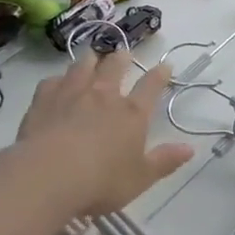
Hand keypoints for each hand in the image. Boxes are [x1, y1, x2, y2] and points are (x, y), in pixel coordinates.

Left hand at [14, 51, 192, 217]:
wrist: (48, 176)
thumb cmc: (101, 181)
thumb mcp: (140, 178)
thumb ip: (165, 161)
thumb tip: (190, 148)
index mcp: (132, 114)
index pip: (151, 87)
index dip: (160, 75)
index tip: (166, 65)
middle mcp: (103, 96)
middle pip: (115, 67)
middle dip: (122, 58)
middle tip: (124, 53)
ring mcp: (72, 94)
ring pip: (83, 66)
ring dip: (90, 59)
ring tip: (92, 56)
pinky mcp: (44, 100)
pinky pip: (52, 81)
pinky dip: (58, 79)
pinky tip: (57, 82)